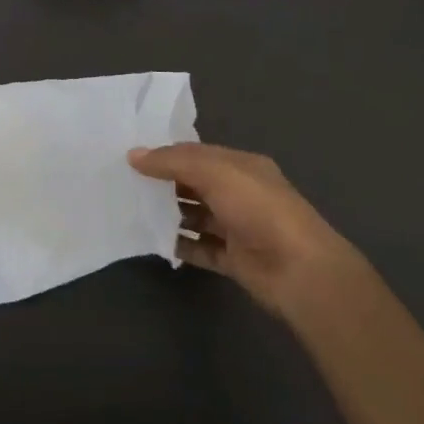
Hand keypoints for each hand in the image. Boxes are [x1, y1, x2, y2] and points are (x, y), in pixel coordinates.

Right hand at [128, 142, 354, 319]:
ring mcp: (237, 228)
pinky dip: (179, 245)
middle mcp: (240, 193)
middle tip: (125, 183)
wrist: (299, 270)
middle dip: (164, 183)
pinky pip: (200, 249)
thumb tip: (133, 154)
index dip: (166, 154)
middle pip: (195, 184)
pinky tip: (153, 241)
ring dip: (169, 214)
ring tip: (132, 211)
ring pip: (196, 216)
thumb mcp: (214, 172)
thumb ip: (173, 162)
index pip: (197, 153)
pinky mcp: (233, 259)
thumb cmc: (258, 209)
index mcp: (241, 166)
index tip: (131, 157)